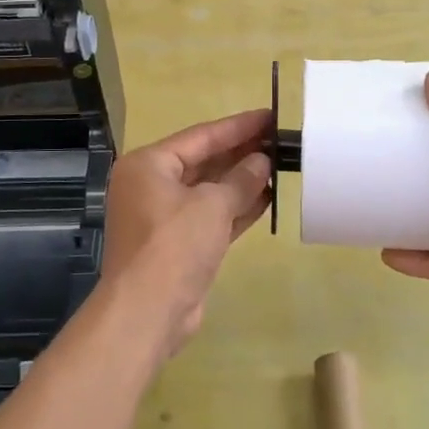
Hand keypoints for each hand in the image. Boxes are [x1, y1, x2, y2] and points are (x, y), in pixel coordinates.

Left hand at [100, 108, 271, 355]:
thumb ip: (241, 180)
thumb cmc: (174, 245)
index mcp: (149, 165)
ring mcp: (165, 217)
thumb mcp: (212, 205)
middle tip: (280, 140)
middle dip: (241, 153)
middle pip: (204, 161)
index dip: (237, 126)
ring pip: (210, 190)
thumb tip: (262, 162)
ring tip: (280, 165)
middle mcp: (152, 186)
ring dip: (243, 180)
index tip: (269, 116)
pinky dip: (237, 207)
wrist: (147, 312)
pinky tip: (268, 197)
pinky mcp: (180, 244)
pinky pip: (212, 216)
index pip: (200, 136)